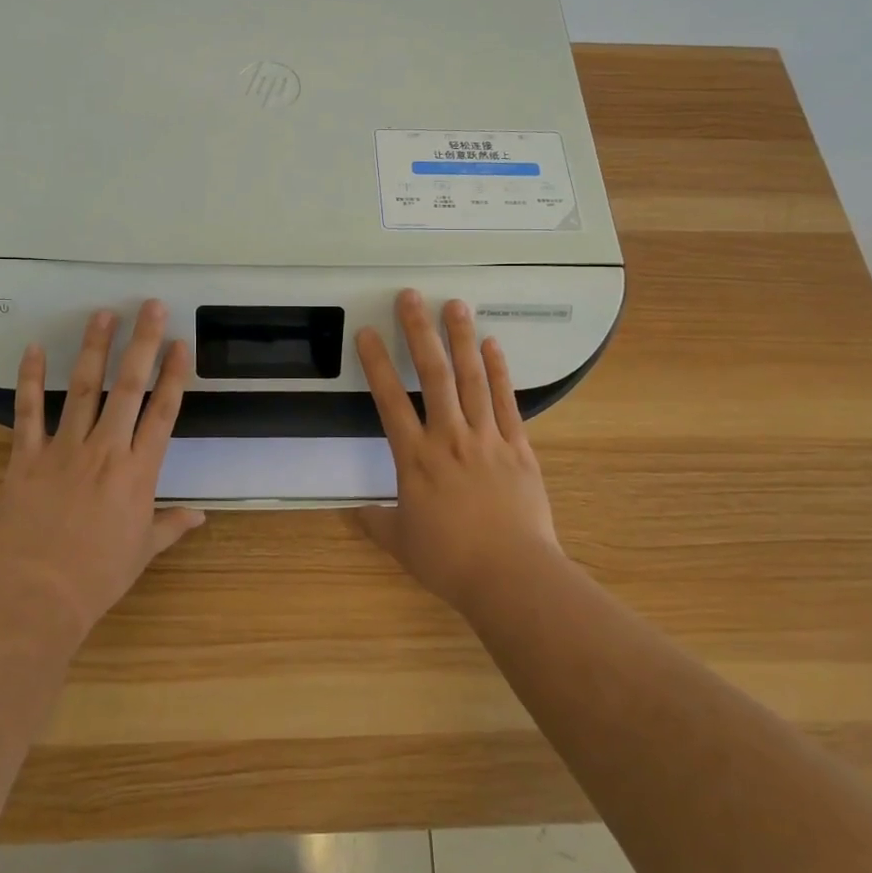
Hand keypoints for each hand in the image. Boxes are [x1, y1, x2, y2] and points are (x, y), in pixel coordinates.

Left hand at [0, 302, 203, 645]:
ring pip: (83, 389)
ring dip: (94, 349)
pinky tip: (35, 348)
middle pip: (129, 387)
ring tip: (103, 314)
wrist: (38, 596)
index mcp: (139, 472)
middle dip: (142, 343)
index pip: (163, 412)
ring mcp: (64, 450)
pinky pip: (28, 412)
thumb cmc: (98, 576)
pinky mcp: (27, 457)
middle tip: (149, 306)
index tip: (180, 344)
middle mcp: (106, 450)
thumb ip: (171, 524)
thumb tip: (201, 515)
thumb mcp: (143, 551)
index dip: (174, 375)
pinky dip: (30, 379)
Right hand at [355, 289, 561, 614]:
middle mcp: (449, 437)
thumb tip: (353, 513)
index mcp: (415, 458)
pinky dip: (500, 372)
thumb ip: (376, 523)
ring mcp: (487, 438)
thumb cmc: (450, 561)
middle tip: (411, 296)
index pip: (389, 400)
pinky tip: (493, 345)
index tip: (367, 332)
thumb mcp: (403, 544)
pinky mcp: (518, 447)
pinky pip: (506, 402)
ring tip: (455, 304)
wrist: (511, 576)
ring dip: (461, 339)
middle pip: (433, 375)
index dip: (376, 363)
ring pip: (472, 379)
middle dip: (419, 331)